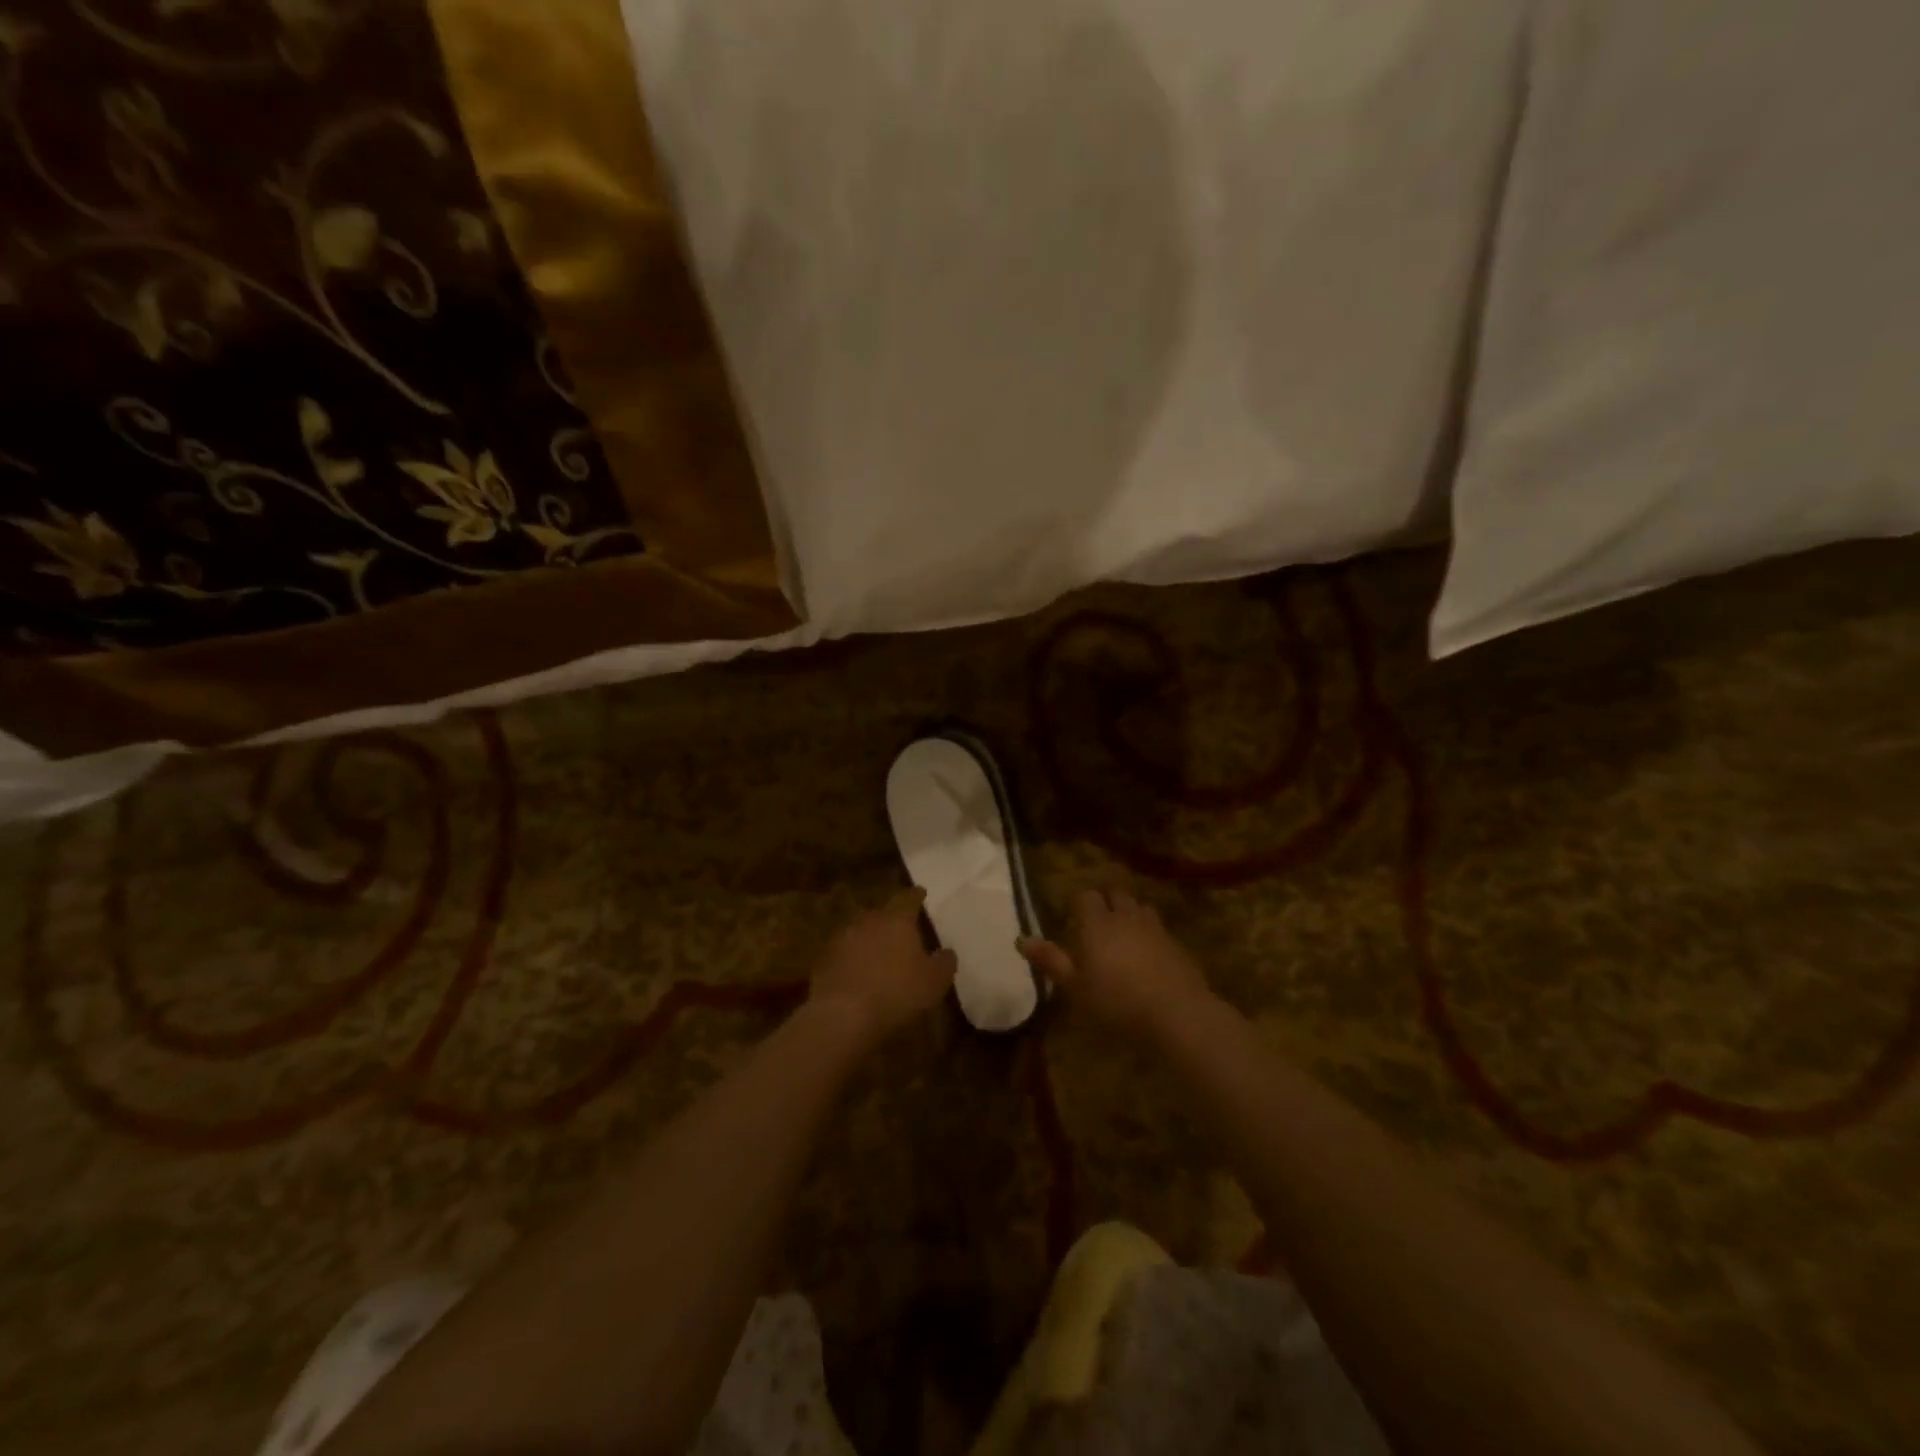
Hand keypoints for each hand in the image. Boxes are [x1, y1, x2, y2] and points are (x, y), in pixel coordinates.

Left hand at [810, 888, 957, 1045]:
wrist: (843, 1014)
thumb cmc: (897, 992)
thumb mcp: (934, 982)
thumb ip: (944, 963)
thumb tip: (947, 952)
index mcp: (897, 920)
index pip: (909, 899)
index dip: (916, 896)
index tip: (921, 892)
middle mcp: (868, 921)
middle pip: (882, 914)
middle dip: (891, 921)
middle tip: (901, 931)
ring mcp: (842, 939)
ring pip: (861, 933)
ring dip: (870, 941)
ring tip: (879, 956)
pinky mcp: (824, 960)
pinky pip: (844, 955)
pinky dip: (852, 961)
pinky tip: (858, 976)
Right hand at [1019, 888, 1214, 1040]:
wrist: (1177, 1015)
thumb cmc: (1116, 1003)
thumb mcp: (1075, 988)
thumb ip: (1050, 960)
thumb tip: (1021, 938)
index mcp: (1097, 924)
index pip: (1086, 896)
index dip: (1079, 904)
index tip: (1073, 920)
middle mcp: (1125, 917)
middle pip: (1115, 895)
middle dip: (1106, 904)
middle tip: (1097, 927)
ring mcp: (1154, 929)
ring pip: (1139, 907)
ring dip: (1129, 914)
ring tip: (1123, 936)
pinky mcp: (1176, 944)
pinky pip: (1158, 928)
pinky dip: (1150, 933)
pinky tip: (1148, 956)